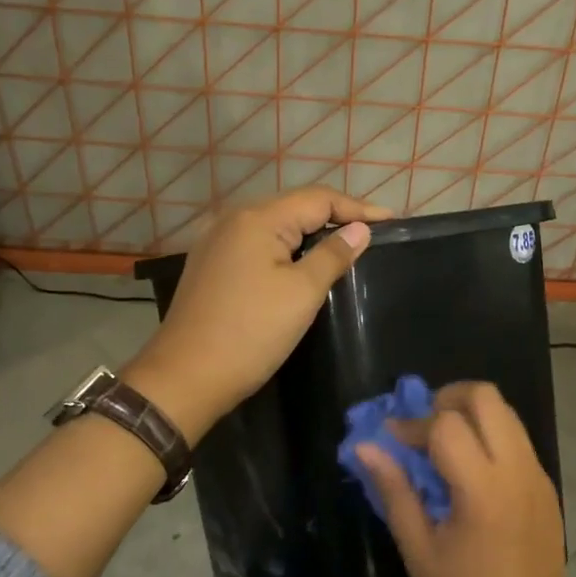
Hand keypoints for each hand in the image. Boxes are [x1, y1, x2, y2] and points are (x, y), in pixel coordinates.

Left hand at [127, 187, 389, 440]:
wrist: (185, 378)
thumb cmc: (250, 333)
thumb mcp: (301, 293)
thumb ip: (332, 255)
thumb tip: (359, 230)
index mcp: (257, 219)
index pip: (317, 198)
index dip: (356, 208)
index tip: (390, 222)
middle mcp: (232, 220)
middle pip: (293, 207)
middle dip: (333, 217)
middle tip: (370, 235)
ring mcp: (216, 243)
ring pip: (274, 227)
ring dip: (308, 234)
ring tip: (343, 246)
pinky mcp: (210, 266)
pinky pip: (256, 246)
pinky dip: (284, 250)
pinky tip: (300, 264)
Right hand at [356, 383, 575, 576]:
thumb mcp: (419, 550)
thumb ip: (394, 491)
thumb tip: (366, 448)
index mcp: (483, 489)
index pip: (446, 425)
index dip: (412, 424)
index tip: (391, 439)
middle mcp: (516, 469)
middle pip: (486, 396)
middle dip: (448, 398)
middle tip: (424, 425)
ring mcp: (537, 473)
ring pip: (505, 410)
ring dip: (471, 413)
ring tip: (443, 443)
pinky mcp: (546, 483)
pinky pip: (516, 436)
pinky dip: (490, 433)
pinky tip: (470, 467)